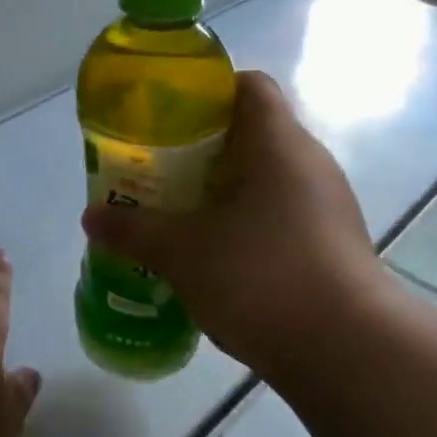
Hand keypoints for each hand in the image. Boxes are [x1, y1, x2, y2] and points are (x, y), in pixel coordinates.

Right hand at [81, 70, 384, 376]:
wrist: (346, 350)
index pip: (247, 85)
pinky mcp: (332, 244)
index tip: (166, 119)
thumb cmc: (259, 277)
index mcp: (276, 143)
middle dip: (200, 150)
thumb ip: (134, 229)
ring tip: (179, 216)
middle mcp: (308, 163)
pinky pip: (280, 215)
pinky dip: (246, 224)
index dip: (206, 92)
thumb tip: (91, 217)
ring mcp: (326, 205)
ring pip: (265, 179)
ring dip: (223, 192)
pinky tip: (216, 256)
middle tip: (157, 172)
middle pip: (251, 133)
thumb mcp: (182, 252)